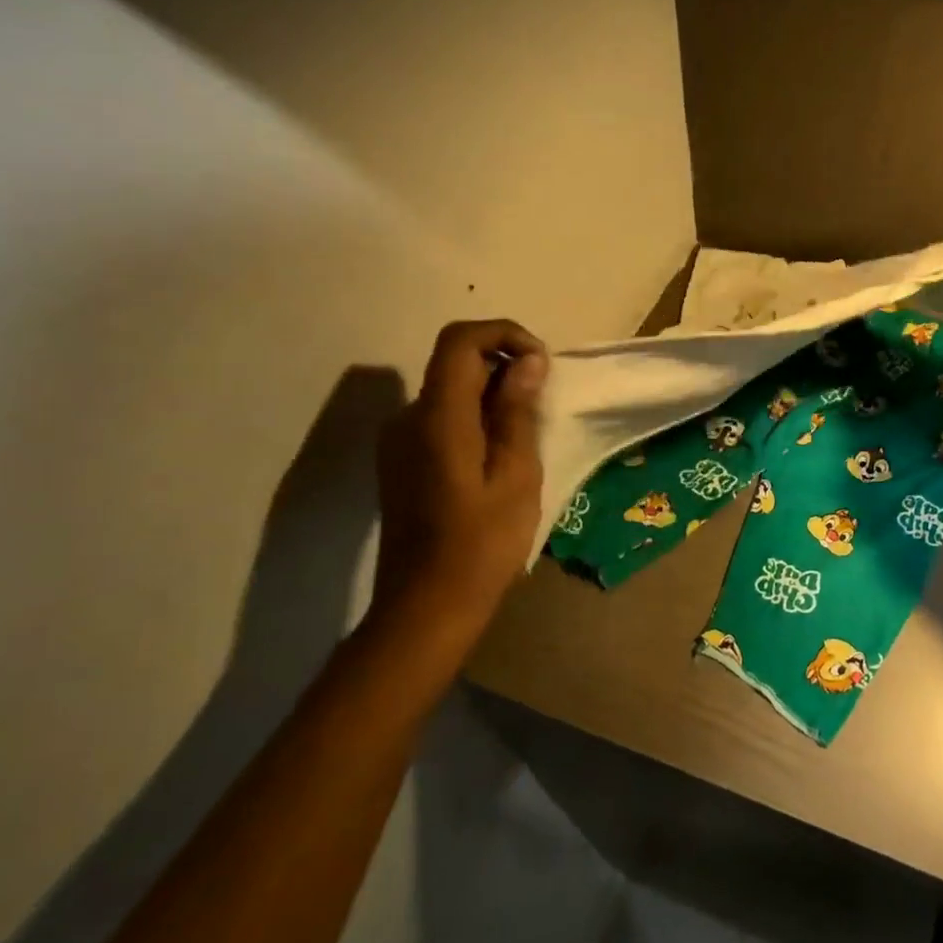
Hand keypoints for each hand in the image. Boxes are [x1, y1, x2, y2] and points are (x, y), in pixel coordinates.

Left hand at [371, 319, 547, 644]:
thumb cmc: (482, 542)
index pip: (460, 340)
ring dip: (491, 393)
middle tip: (542, 402)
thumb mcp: (516, 474)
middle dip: (504, 365)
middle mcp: (408, 419)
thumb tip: (527, 360)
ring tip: (527, 434)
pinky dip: (474, 417)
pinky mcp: (401, 463)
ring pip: (449, 391)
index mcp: (438, 417)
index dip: (503, 334)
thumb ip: (517, 411)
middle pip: (454, 362)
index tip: (540, 361)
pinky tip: (499, 457)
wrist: (426, 608)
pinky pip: (441, 418)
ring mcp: (399, 442)